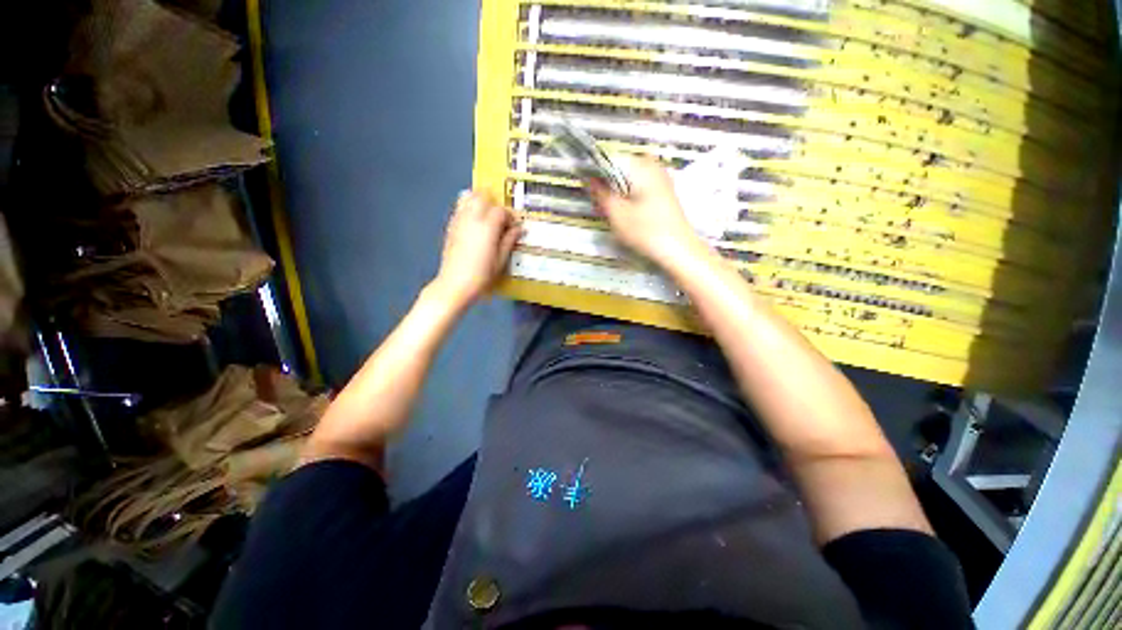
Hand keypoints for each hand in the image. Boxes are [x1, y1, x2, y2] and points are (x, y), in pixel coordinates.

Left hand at [432, 190, 521, 307]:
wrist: (455, 284)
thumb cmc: (481, 275)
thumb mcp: (500, 260)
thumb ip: (509, 241)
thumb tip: (518, 229)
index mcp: (487, 227)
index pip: (500, 210)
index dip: (509, 216)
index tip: (513, 226)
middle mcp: (472, 219)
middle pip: (481, 196)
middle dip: (492, 202)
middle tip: (499, 216)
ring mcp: (458, 221)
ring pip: (466, 197)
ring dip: (478, 201)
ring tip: (485, 215)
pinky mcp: (450, 227)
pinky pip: (458, 209)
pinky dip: (467, 209)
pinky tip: (473, 224)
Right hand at [589, 155, 707, 267]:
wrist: (678, 250)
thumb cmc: (646, 231)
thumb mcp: (617, 214)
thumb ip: (601, 193)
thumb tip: (590, 179)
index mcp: (641, 165)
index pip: (610, 158)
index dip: (596, 172)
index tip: (589, 190)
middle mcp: (653, 166)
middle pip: (620, 169)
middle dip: (607, 185)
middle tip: (601, 206)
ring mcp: (661, 179)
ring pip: (629, 180)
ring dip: (617, 194)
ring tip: (613, 213)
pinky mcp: (663, 193)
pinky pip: (639, 188)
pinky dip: (629, 198)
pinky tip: (627, 215)